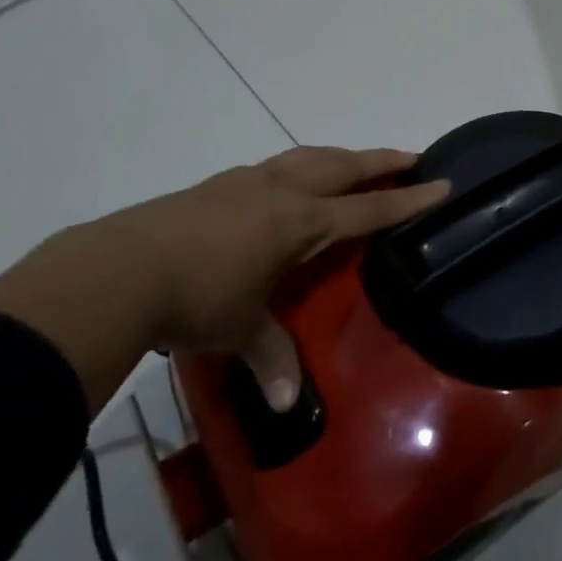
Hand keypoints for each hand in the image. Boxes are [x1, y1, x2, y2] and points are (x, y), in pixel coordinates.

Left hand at [0, 146, 448, 414]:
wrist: (119, 269)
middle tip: (410, 157)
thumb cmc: (196, 298)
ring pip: (306, 158)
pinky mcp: (214, 186)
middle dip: (380, 161)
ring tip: (352, 163)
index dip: (408, 200)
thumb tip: (286, 403)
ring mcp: (245, 182)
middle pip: (343, 166)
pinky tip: (286, 184)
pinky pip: (272, 168)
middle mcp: (280, 192)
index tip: (443, 183)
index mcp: (299, 221)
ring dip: (338, 158)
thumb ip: (270, 357)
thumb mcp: (239, 329)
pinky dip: (296, 168)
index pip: (367, 210)